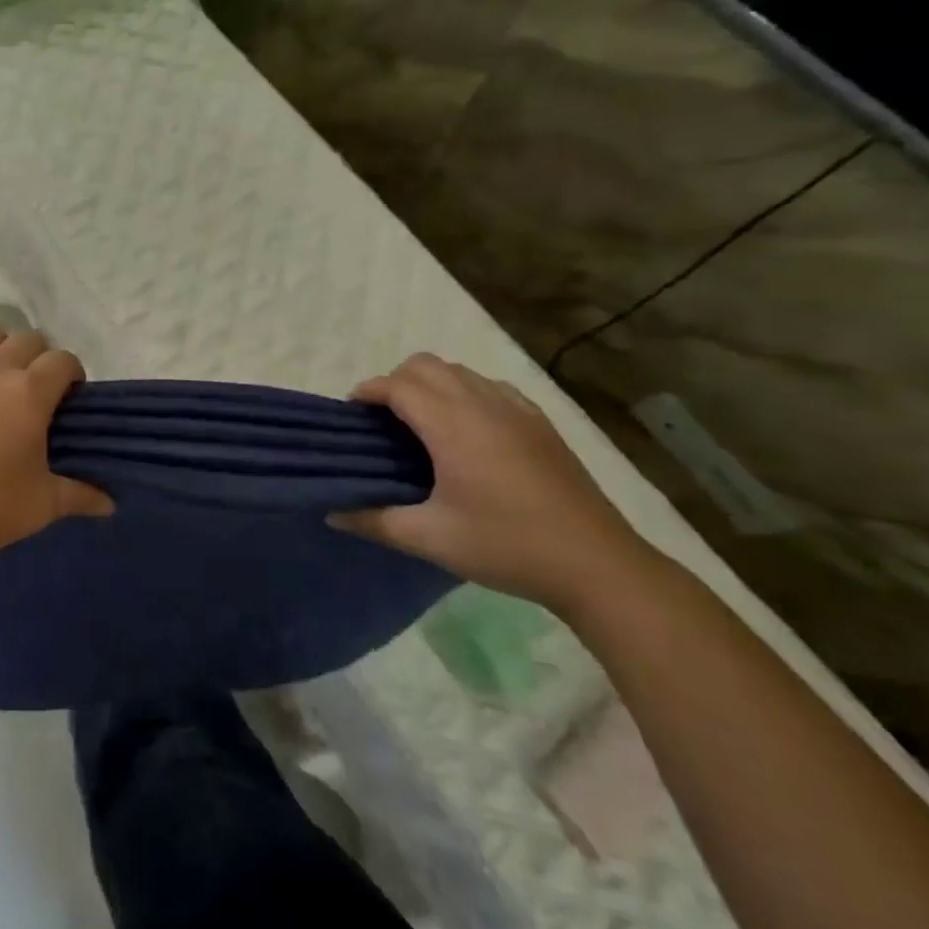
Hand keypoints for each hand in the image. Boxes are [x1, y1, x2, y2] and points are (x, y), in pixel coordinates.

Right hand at [333, 354, 656, 610]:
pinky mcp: (540, 422)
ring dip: (431, 384)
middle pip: (426, 364)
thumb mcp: (430, 538)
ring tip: (420, 424)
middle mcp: (483, 403)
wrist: (596, 564)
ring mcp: (517, 409)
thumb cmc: (506, 546)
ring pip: (460, 370)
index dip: (367, 391)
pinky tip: (468, 431)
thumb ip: (374, 520)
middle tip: (382, 421)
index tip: (350, 414)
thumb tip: (332, 512)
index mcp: (452, 425)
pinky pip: (491, 386)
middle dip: (395, 381)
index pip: (398, 385)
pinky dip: (466, 392)